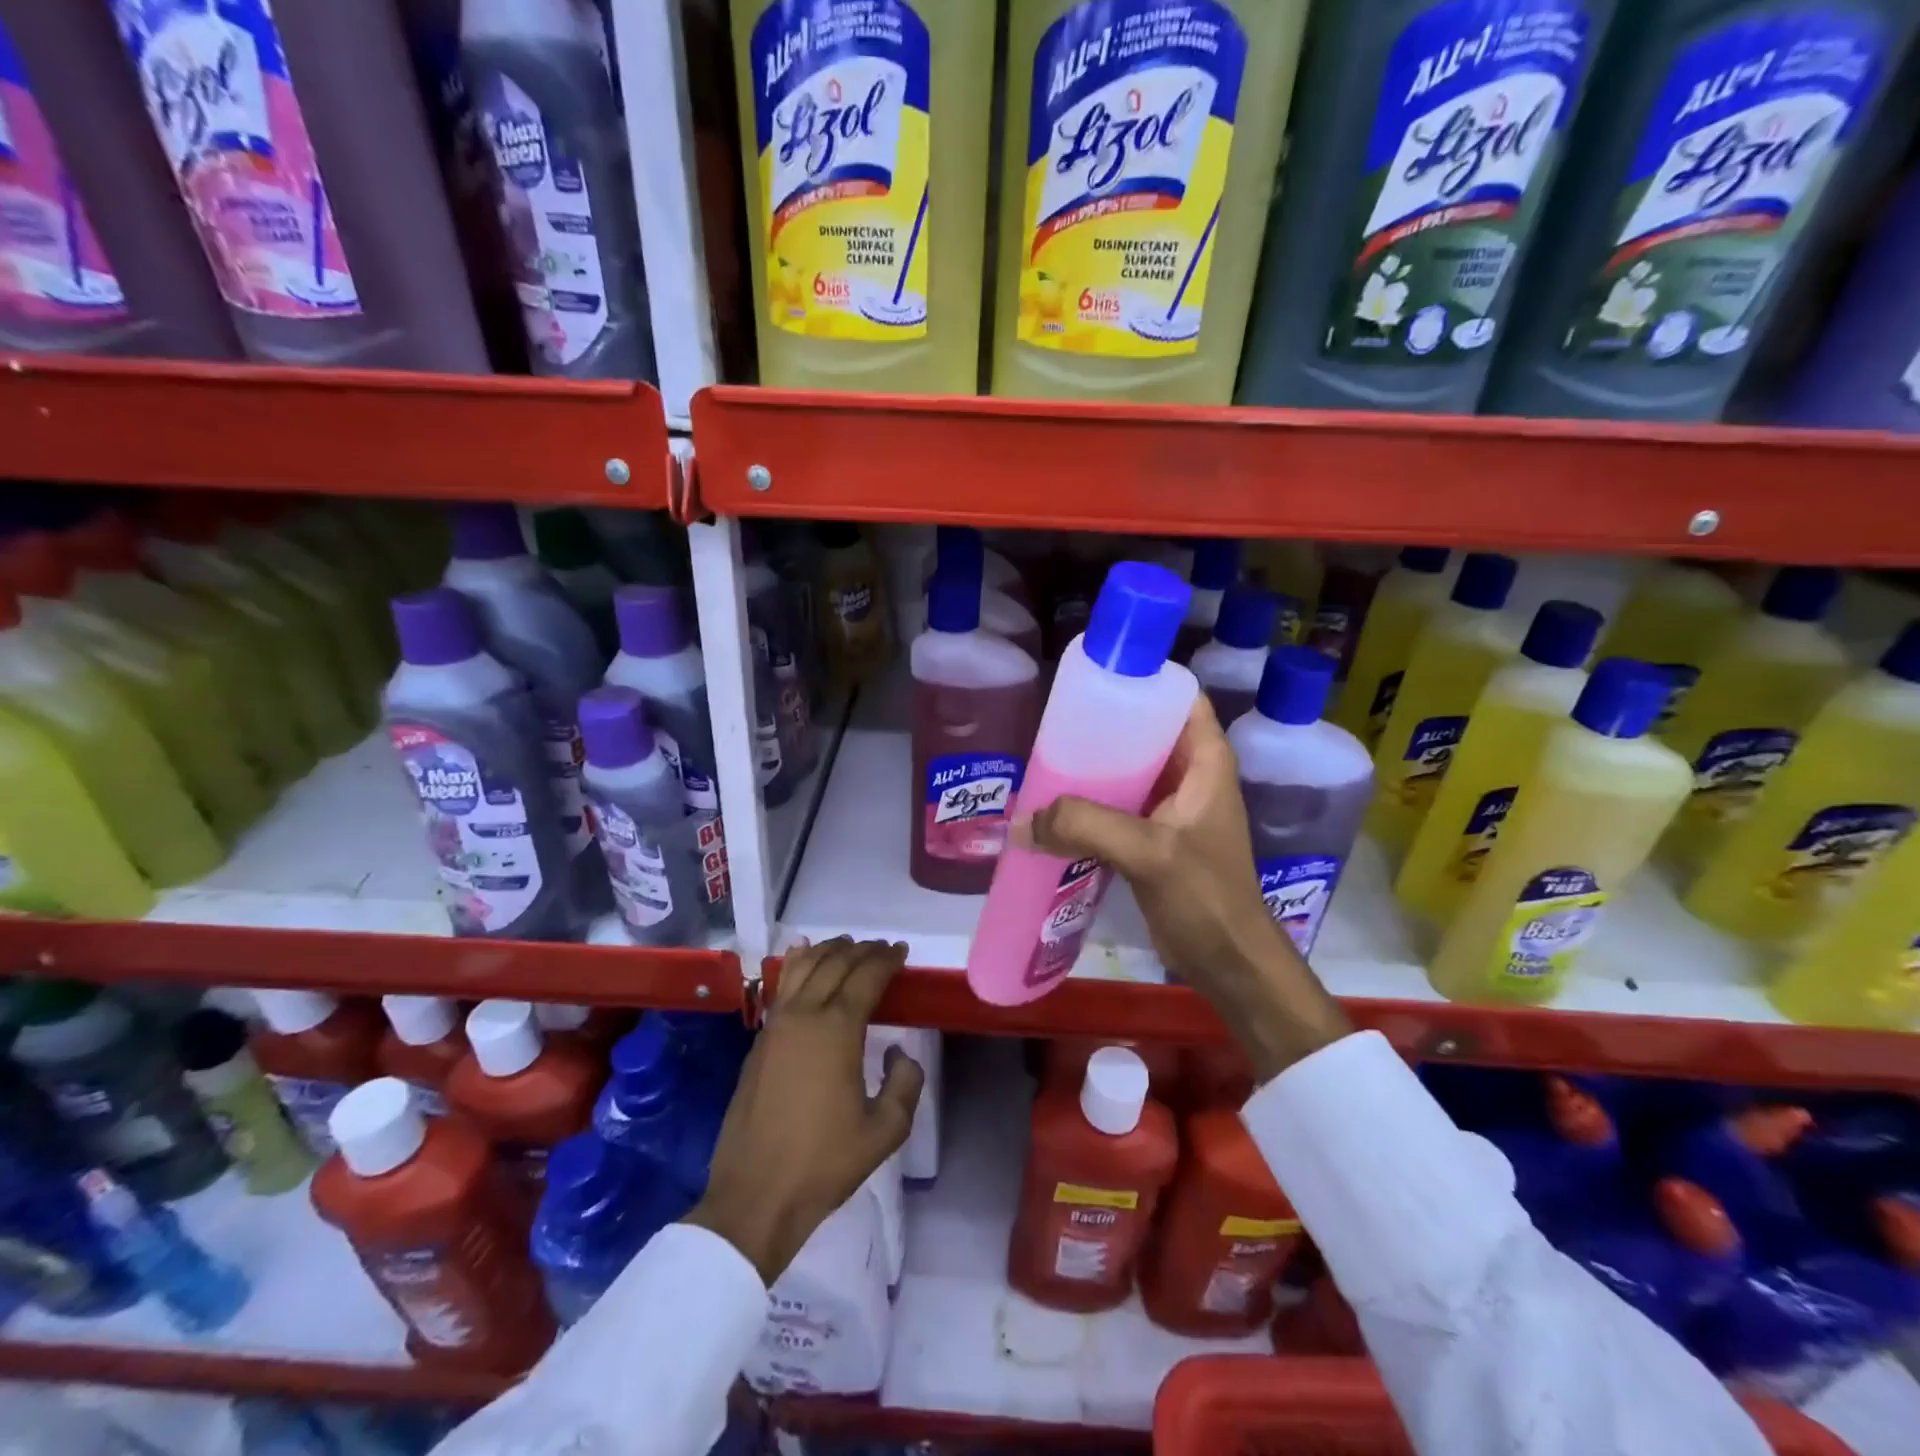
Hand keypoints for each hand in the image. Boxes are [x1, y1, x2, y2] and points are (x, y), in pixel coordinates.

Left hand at [686, 937, 924, 1283]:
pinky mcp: (759, 1041)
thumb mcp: (884, 1131)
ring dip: (828, 950)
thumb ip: (905, 1083)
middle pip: (835, 963)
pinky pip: (782, 986)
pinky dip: (797, 963)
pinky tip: (802, 955)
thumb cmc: (824, 1163)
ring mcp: (776, 1025)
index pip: (866, 976)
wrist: (755, 1195)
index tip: (901, 951)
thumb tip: (899, 1052)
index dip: (887, 959)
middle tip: (882, 948)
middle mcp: (804, 1015)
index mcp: (837, 1029)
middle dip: (862, 950)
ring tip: (847, 945)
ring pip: (804, 967)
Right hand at [1017, 695, 1349, 1080]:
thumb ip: (1087, 827)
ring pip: (1126, 770)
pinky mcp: (1153, 838)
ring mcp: (1171, 808)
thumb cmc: (1206, 898)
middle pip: (1143, 731)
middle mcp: (1190, 775)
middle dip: (1100, 727)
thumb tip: (1021, 821)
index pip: (1178, 696)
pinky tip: (1054, 810)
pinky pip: (1116, 806)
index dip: (1140, 680)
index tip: (1090, 679)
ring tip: (1043, 763)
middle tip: (1051, 726)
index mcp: (1205, 760)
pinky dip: (1088, 805)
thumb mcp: (1150, 853)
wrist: (1228, 963)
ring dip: (1090, 770)